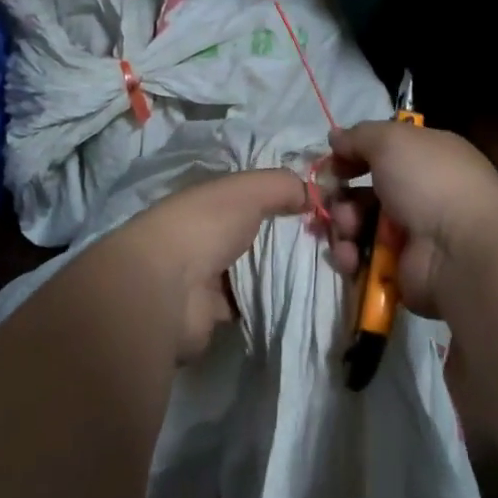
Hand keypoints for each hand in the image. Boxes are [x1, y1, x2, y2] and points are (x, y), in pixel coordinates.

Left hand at [113, 168, 307, 360]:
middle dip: (285, 237)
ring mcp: (205, 276)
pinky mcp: (212, 313)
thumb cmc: (205, 226)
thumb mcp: (248, 190)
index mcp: (207, 201)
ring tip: (322, 271)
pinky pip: (250, 303)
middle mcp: (204, 235)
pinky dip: (270, 302)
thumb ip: (281, 184)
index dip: (281, 198)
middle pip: (253, 233)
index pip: (248, 195)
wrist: (168, 290)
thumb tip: (314, 193)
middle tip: (329, 242)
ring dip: (280, 271)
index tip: (317, 207)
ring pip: (253, 270)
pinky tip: (301, 298)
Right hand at [323, 121, 497, 318]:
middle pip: (361, 192)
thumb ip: (359, 136)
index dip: (351, 156)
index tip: (332, 163)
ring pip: (355, 226)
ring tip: (349, 229)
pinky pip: (360, 260)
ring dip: (342, 225)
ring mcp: (408, 235)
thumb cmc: (429, 181)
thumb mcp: (392, 140)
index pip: (380, 154)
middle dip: (339, 196)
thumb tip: (336, 137)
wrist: (460, 249)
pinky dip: (349, 257)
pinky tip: (351, 256)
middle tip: (332, 199)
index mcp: (424, 158)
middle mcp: (417, 194)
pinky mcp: (396, 269)